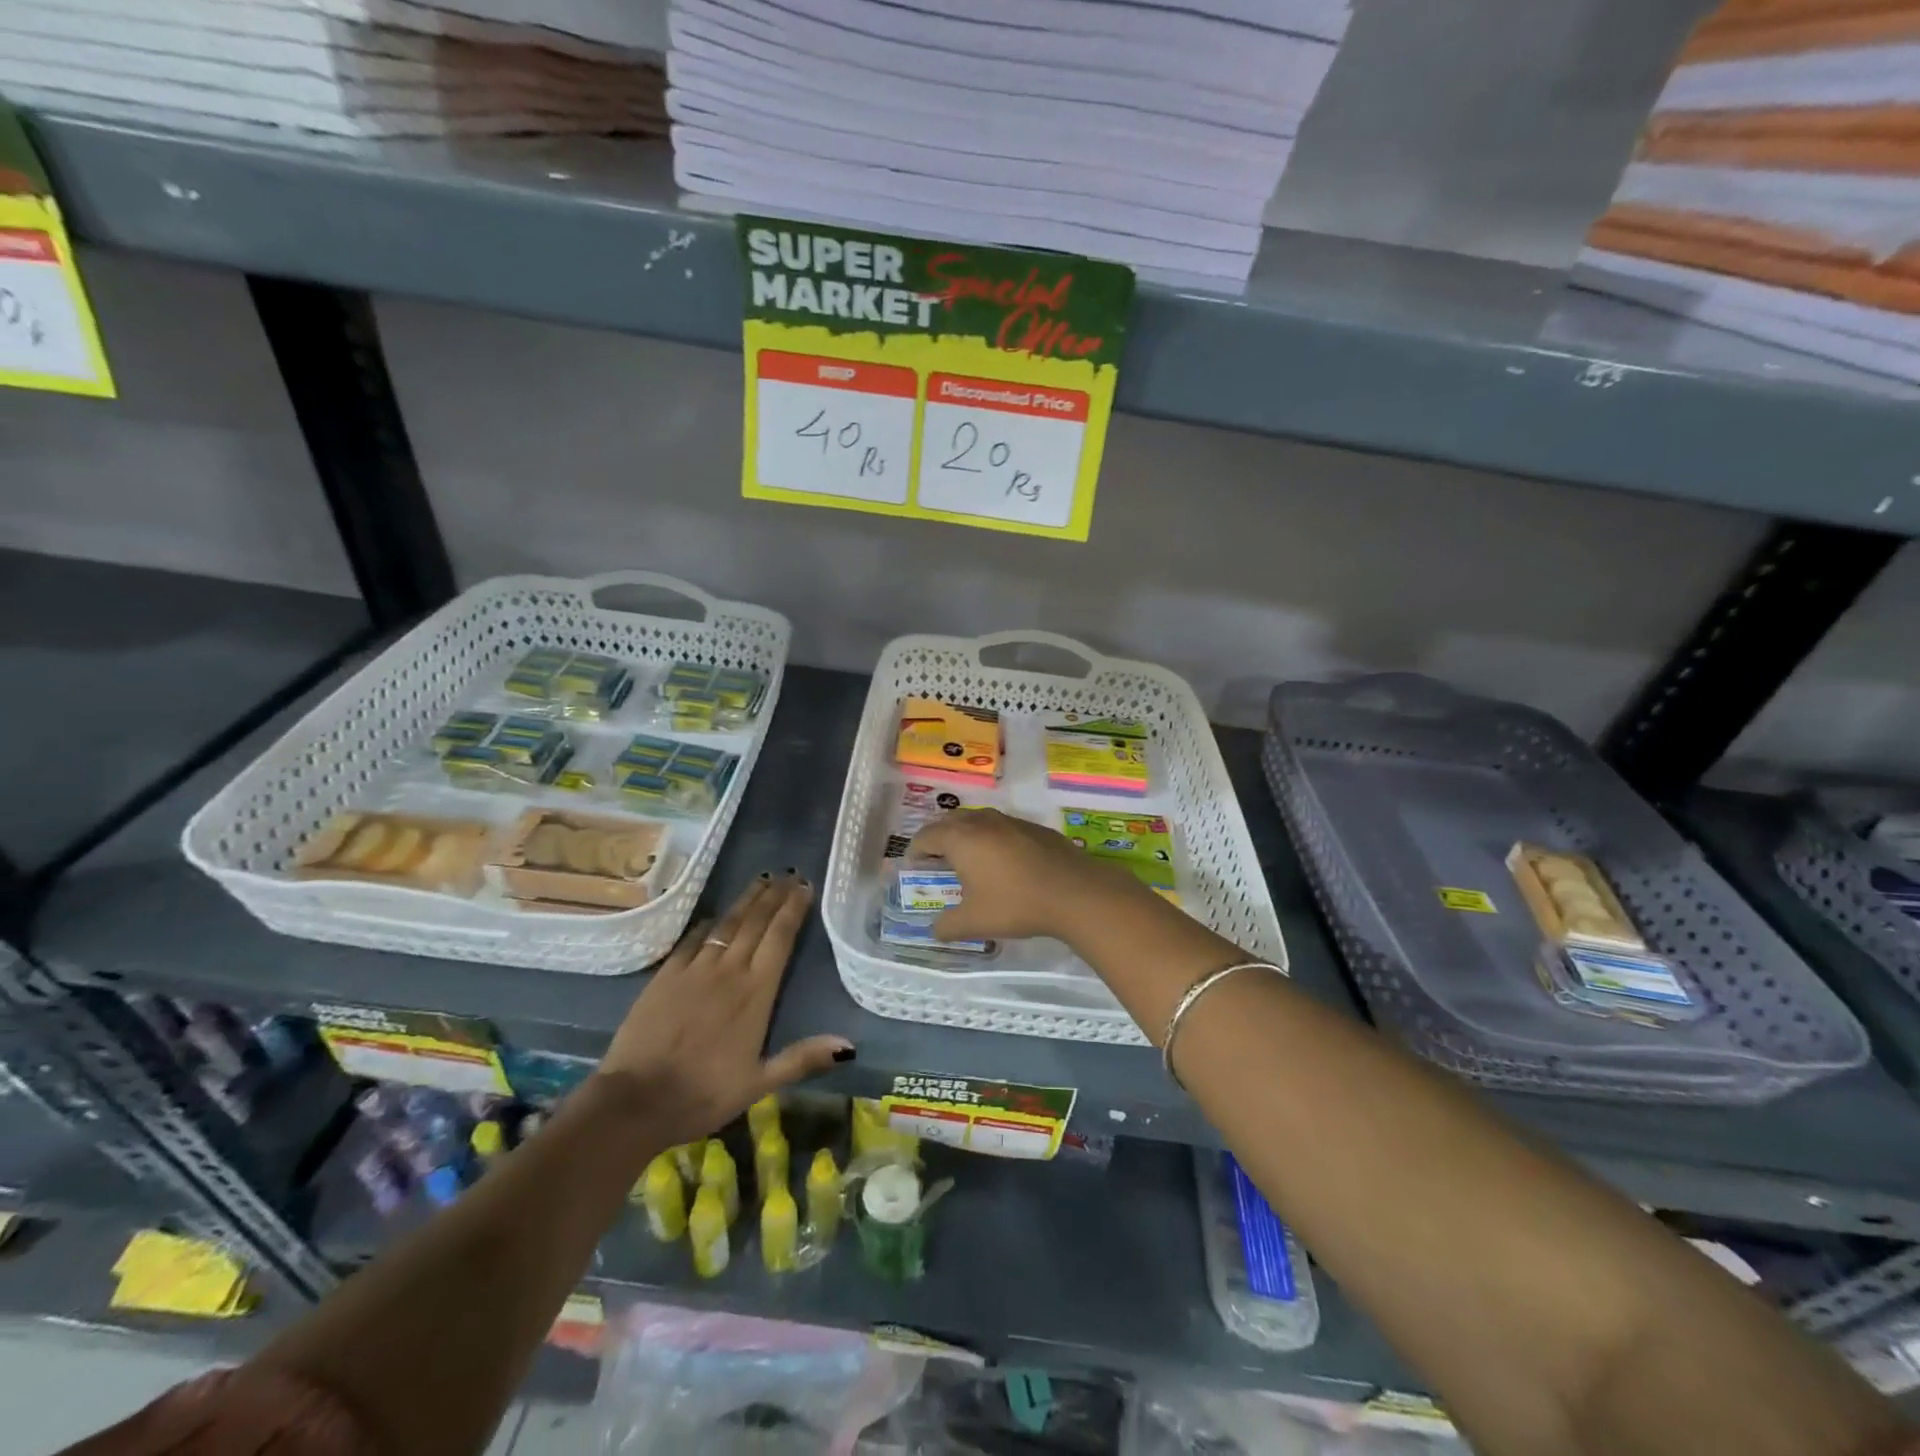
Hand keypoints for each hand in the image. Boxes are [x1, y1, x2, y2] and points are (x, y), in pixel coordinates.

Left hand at [595, 874, 850, 1144]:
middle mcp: (728, 970)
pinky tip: (715, 916)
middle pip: (756, 922)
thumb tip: (849, 1047)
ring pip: (726, 923)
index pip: (780, 938)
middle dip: (774, 895)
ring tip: (762, 881)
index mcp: (756, 992)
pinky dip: (708, 923)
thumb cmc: (704, 1094)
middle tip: (788, 873)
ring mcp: (694, 969)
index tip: (804, 886)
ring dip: (746, 900)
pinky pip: (692, 939)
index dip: (793, 909)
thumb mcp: (759, 1083)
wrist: (636, 1101)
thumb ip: (803, 1058)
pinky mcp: (665, 975)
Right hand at [908, 808, 1149, 945]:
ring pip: (977, 821)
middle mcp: (982, 821)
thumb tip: (936, 929)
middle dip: (938, 839)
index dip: (915, 852)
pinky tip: (1003, 864)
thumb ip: (947, 926)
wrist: (1074, 892)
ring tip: (968, 861)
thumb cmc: (1015, 904)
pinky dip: (991, 840)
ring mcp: (1010, 821)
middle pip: (949, 822)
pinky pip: (1001, 828)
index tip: (914, 868)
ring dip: (966, 837)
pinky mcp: (1034, 828)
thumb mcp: (974, 922)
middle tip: (936, 862)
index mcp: (960, 838)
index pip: (926, 837)